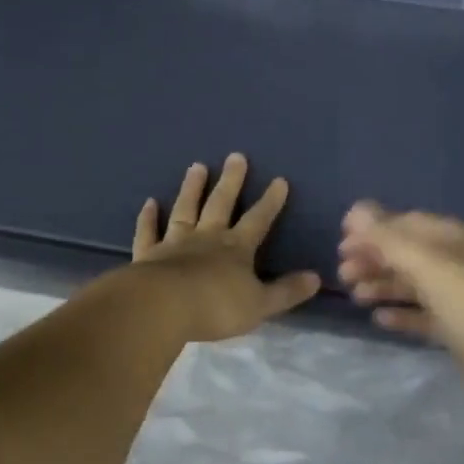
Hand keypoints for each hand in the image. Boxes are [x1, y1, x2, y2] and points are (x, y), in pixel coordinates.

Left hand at [132, 155, 320, 342]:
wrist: (163, 307)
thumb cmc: (216, 307)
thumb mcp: (260, 304)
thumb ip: (286, 291)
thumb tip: (315, 278)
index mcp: (236, 249)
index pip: (258, 220)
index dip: (270, 202)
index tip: (279, 180)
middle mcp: (206, 238)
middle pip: (220, 204)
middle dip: (231, 181)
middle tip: (236, 155)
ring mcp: (174, 243)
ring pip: (185, 209)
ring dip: (192, 188)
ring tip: (197, 166)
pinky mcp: (148, 254)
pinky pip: (149, 231)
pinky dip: (148, 217)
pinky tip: (149, 203)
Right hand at [338, 202, 463, 404]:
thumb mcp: (430, 267)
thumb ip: (389, 240)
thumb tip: (355, 210)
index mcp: (463, 241)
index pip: (412, 224)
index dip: (376, 228)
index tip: (341, 241)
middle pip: (412, 254)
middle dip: (376, 259)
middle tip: (342, 272)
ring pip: (416, 286)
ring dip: (384, 285)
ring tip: (355, 296)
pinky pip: (426, 317)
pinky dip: (402, 314)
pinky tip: (379, 320)